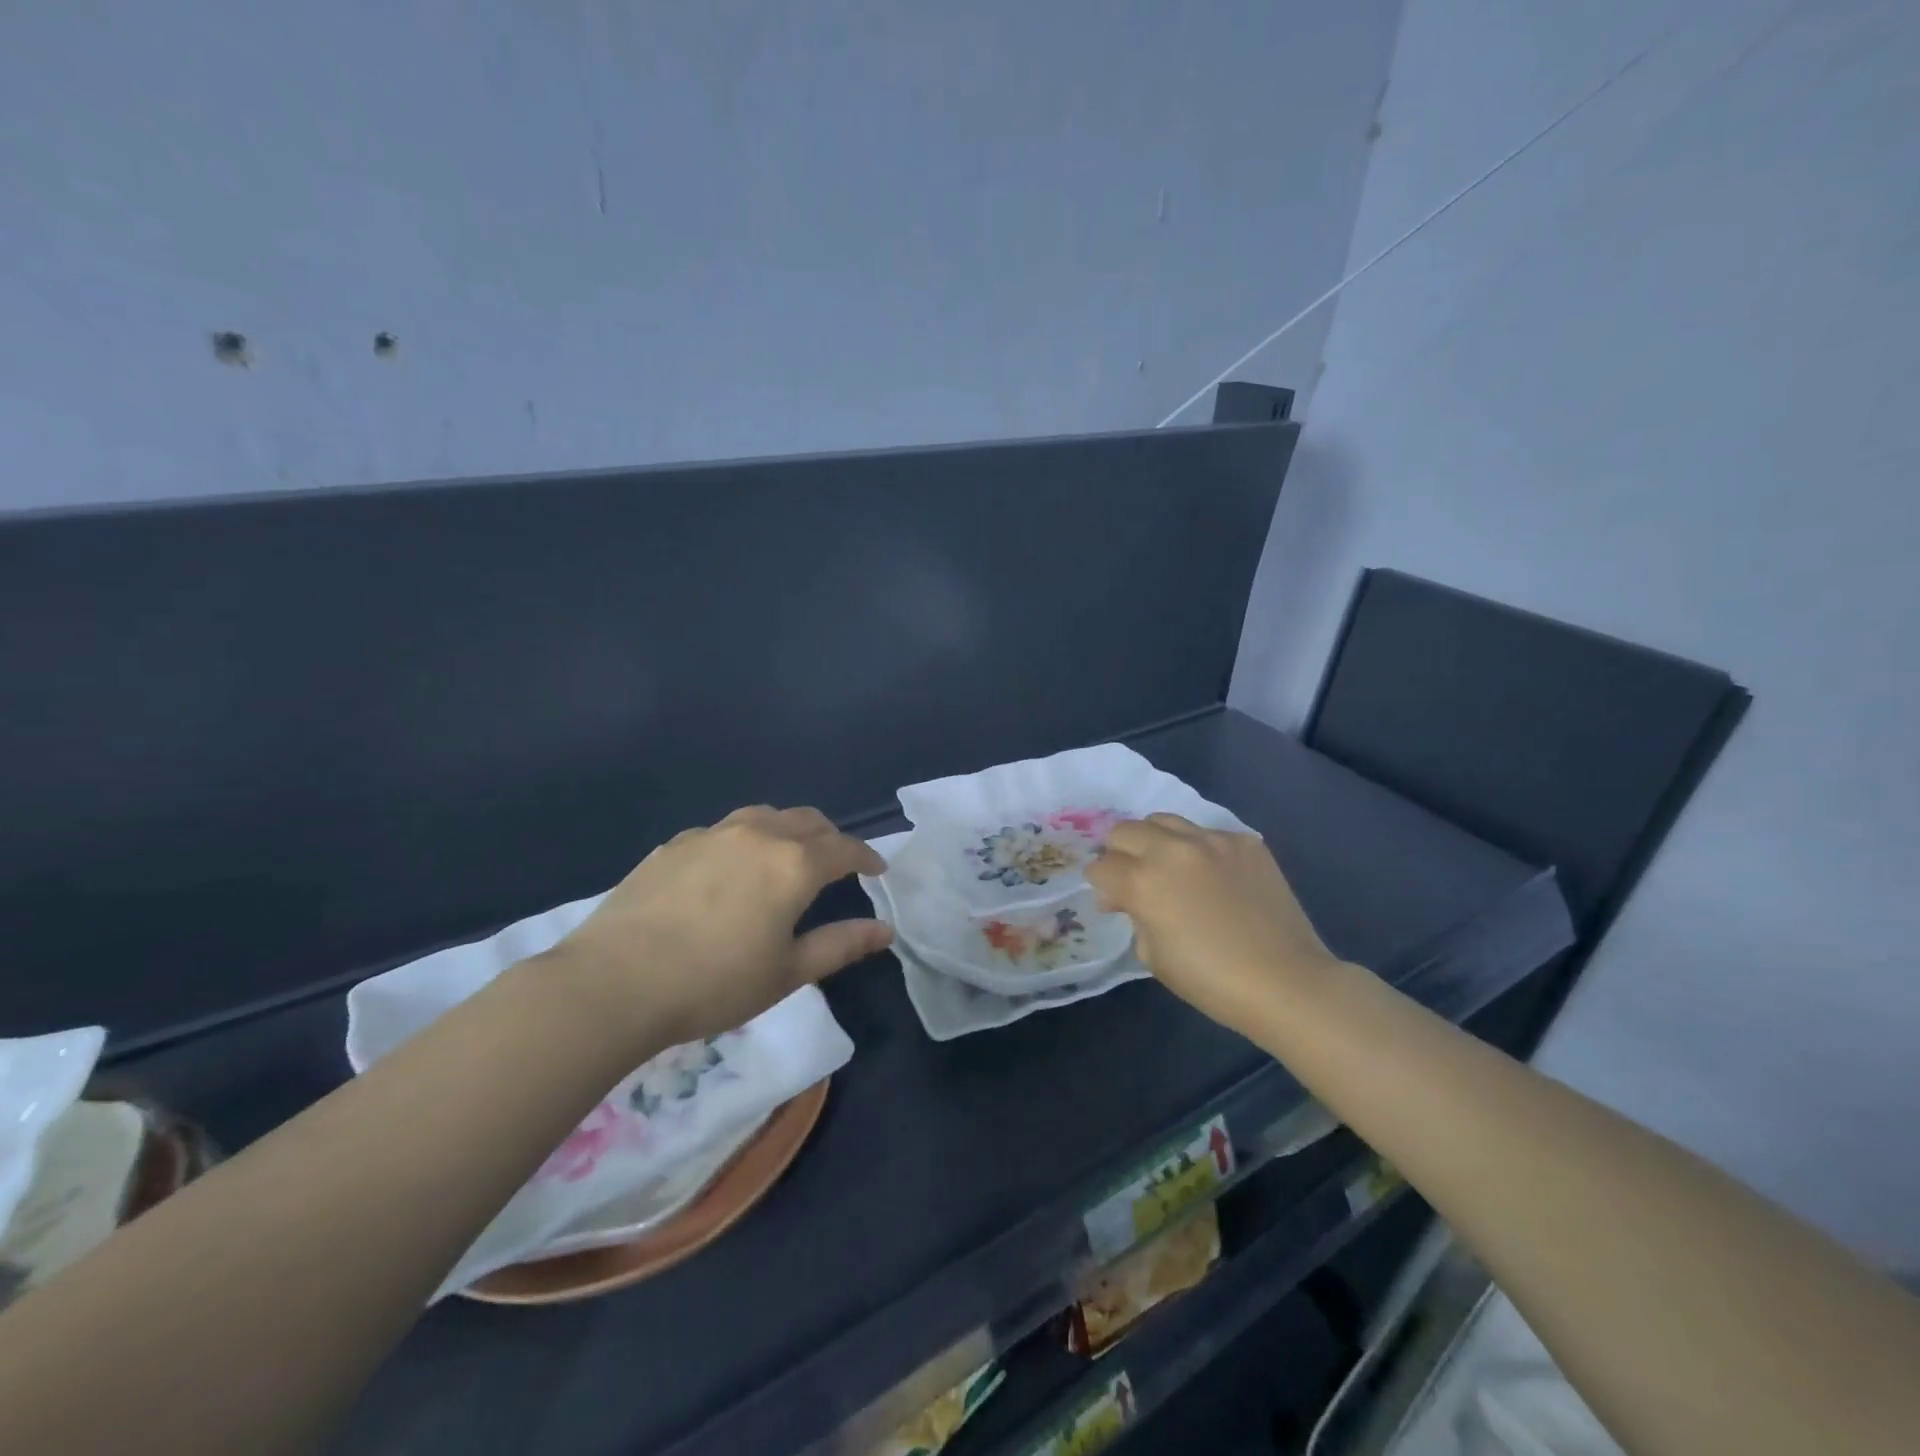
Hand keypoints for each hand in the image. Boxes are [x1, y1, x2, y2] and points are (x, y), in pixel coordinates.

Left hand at [534, 805, 891, 1051]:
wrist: (614, 982)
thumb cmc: (714, 983)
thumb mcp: (788, 972)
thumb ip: (841, 945)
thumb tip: (885, 929)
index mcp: (793, 864)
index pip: (844, 848)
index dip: (866, 856)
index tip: (877, 869)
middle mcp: (757, 835)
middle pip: (807, 820)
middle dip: (830, 837)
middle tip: (837, 862)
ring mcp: (711, 835)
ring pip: (764, 816)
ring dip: (788, 829)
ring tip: (788, 855)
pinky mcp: (674, 845)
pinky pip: (724, 830)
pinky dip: (745, 840)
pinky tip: (731, 869)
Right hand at [1085, 813, 1344, 1035]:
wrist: (1286, 982)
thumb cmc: (1211, 981)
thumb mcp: (1153, 957)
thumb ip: (1134, 917)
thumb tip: (1128, 899)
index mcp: (1143, 881)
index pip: (1100, 867)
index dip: (1100, 886)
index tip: (1113, 902)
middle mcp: (1171, 849)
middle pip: (1124, 831)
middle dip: (1119, 854)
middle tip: (1134, 879)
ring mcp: (1212, 840)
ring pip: (1163, 820)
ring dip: (1155, 841)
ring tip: (1170, 867)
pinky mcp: (1245, 842)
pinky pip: (1208, 834)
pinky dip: (1200, 850)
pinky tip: (1214, 878)